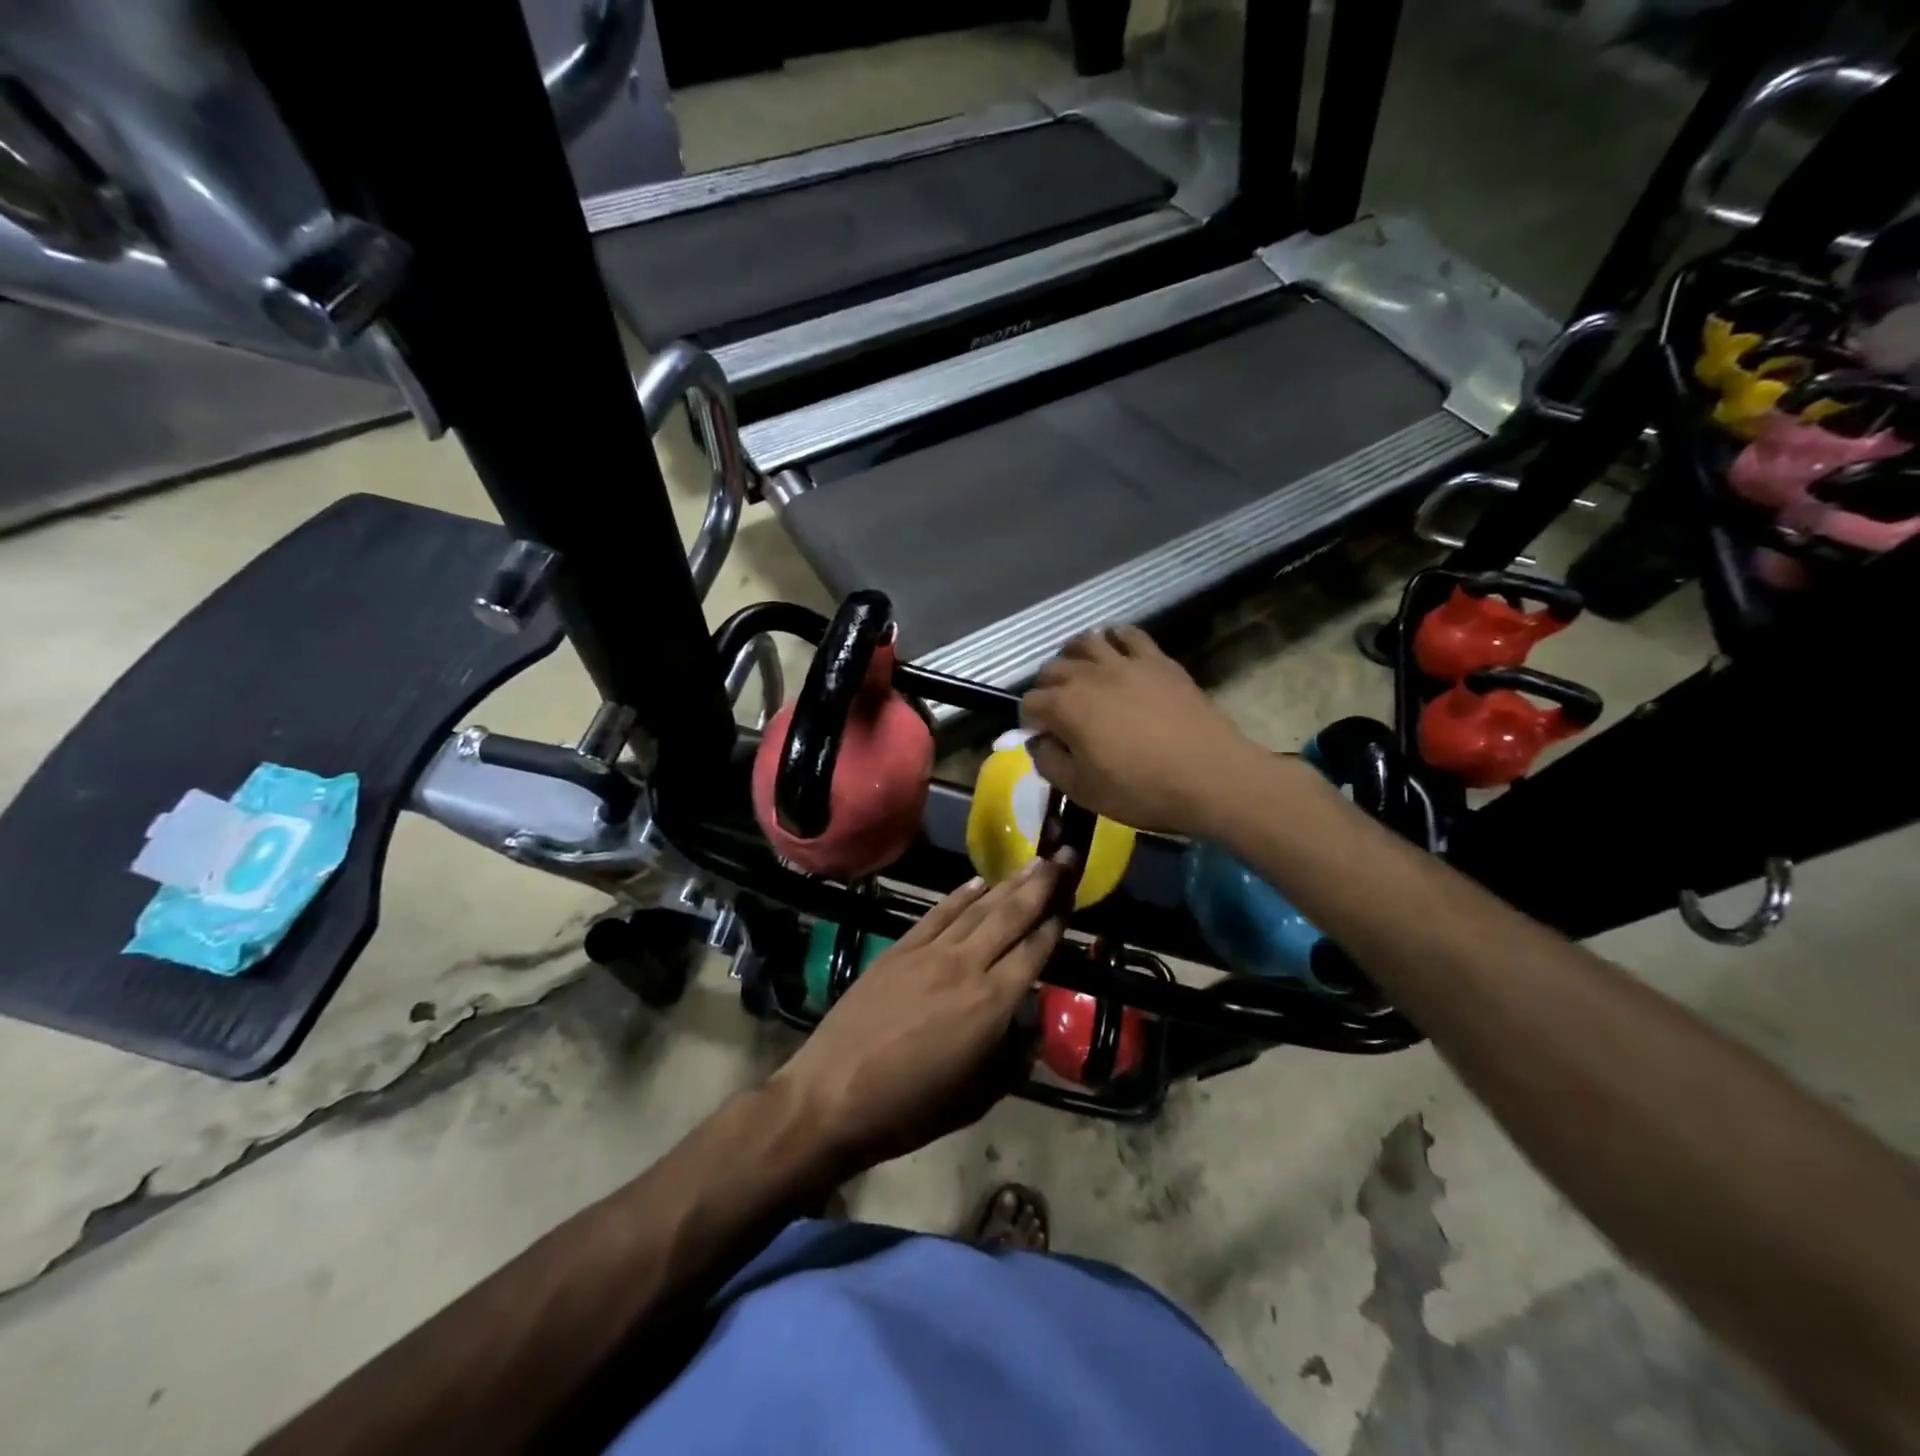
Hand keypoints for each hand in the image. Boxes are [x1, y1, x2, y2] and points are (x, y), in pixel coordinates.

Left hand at [770, 858, 1068, 1176]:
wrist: (833, 1095)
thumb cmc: (910, 1107)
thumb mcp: (977, 1098)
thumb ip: (1014, 1057)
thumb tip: (1031, 1021)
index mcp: (992, 1004)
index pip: (1034, 951)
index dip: (1056, 922)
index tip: (1073, 896)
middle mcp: (966, 966)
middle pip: (1011, 916)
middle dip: (1041, 885)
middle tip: (1064, 856)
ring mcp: (929, 952)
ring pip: (978, 908)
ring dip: (1008, 883)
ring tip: (1033, 862)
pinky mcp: (900, 948)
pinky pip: (938, 913)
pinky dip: (961, 895)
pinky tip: (979, 881)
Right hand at [1021, 626, 1260, 835]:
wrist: (1209, 776)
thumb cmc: (1140, 790)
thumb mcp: (1082, 790)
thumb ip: (1049, 763)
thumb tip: (1039, 742)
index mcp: (1064, 707)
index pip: (1030, 703)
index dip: (1030, 722)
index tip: (1043, 739)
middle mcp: (1087, 675)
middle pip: (1052, 669)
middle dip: (1048, 689)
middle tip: (1060, 712)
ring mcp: (1124, 662)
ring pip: (1085, 642)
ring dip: (1074, 657)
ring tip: (1081, 675)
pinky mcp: (1156, 659)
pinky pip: (1128, 634)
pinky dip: (1114, 639)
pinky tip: (1115, 652)